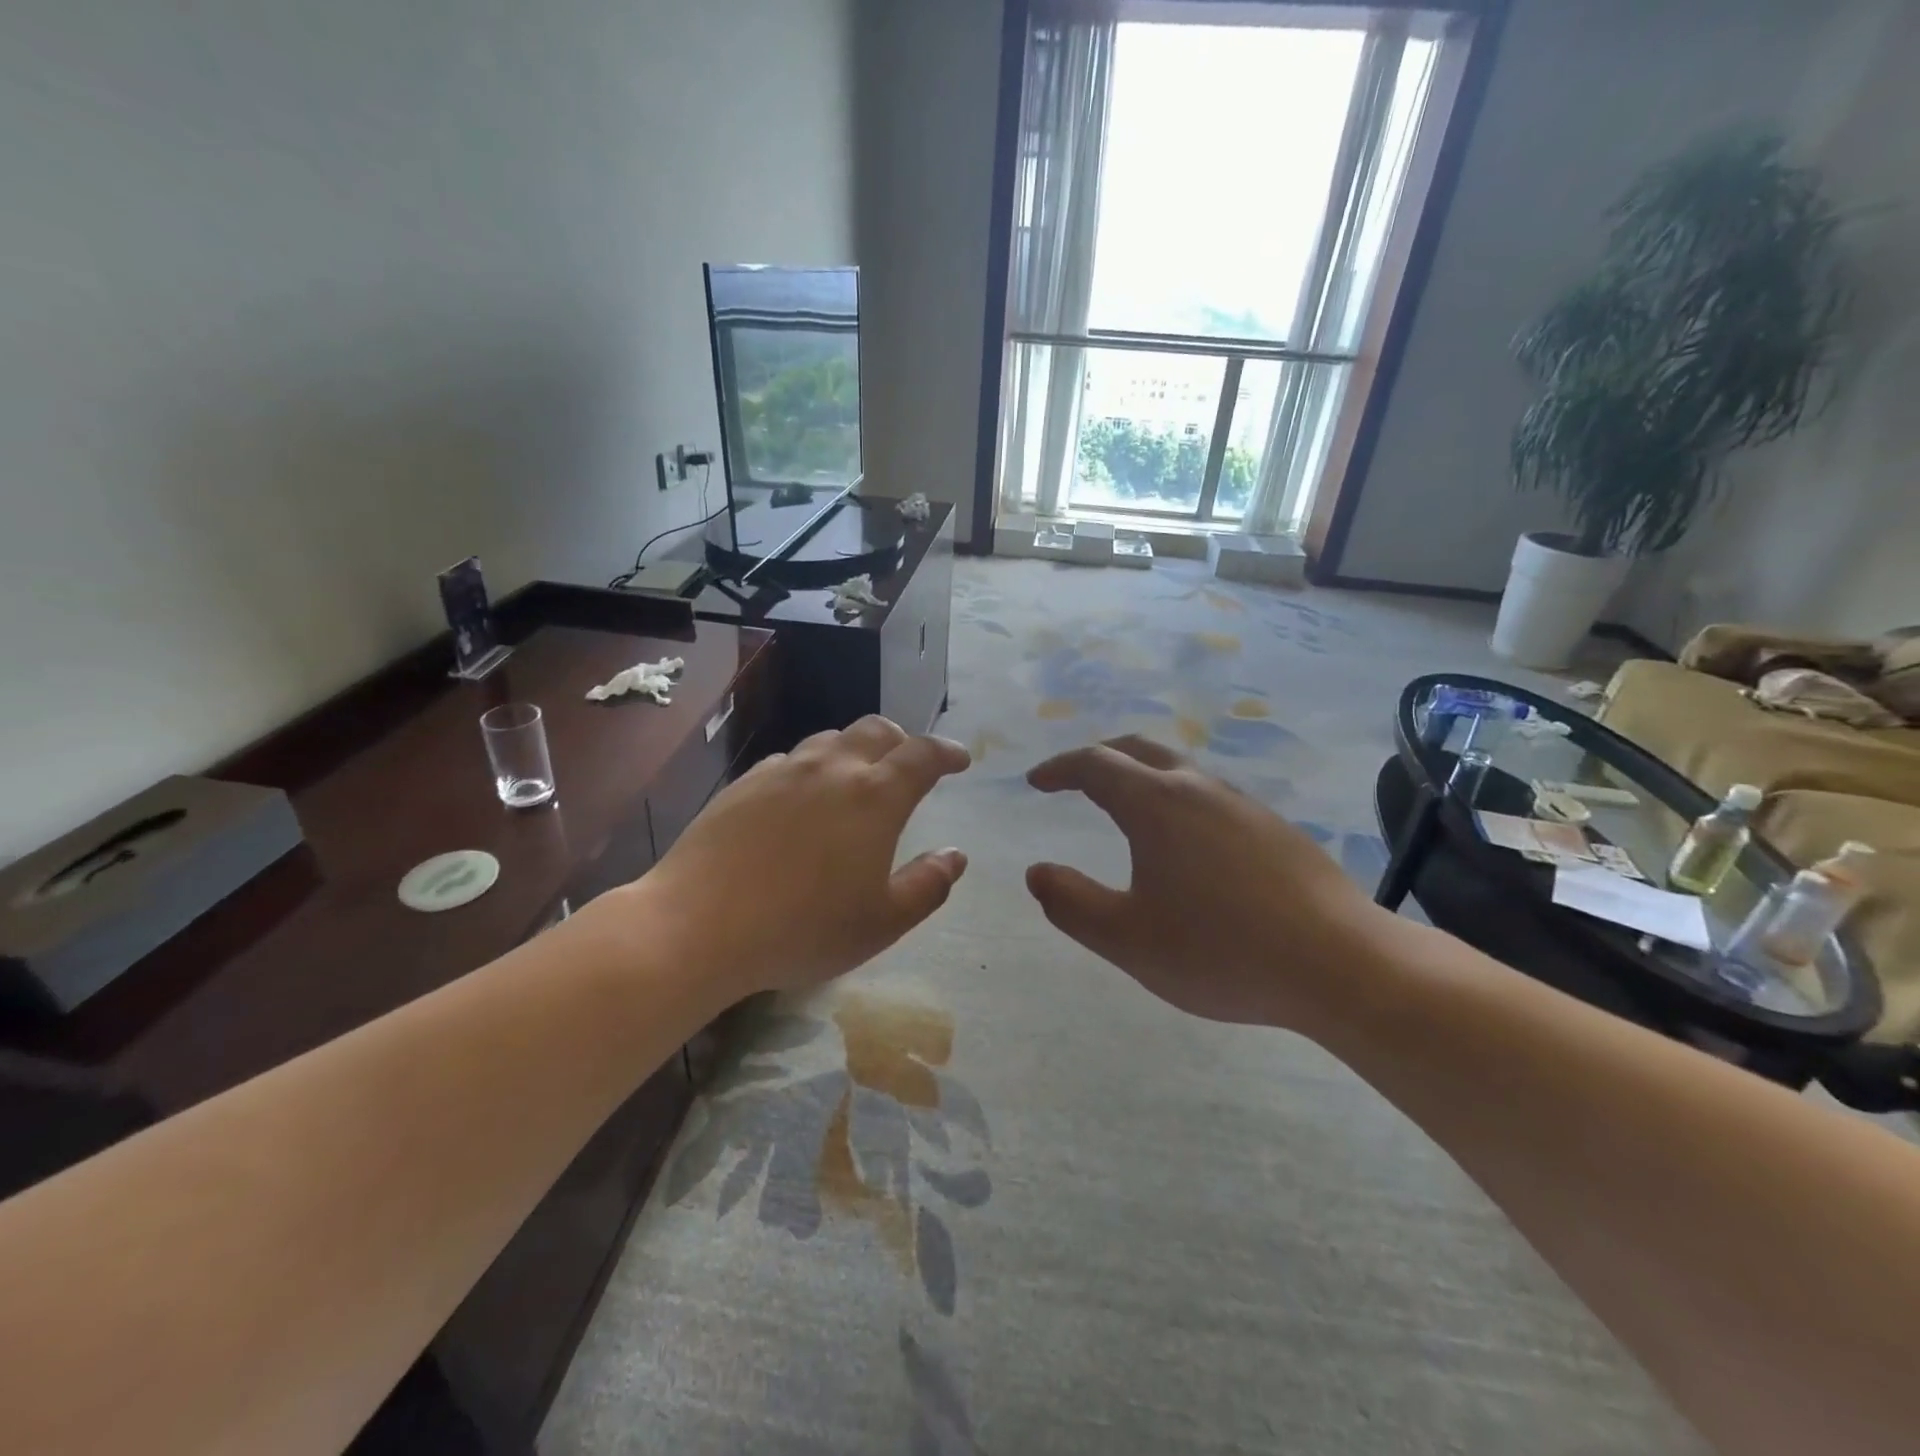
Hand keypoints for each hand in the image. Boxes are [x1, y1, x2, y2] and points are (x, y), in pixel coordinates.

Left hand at [631, 716, 970, 998]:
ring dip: (854, 751)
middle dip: (902, 741)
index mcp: (875, 796)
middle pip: (876, 730)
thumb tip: (956, 855)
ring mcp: (783, 771)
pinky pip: (789, 762)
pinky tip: (801, 799)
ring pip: (830, 741)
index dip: (947, 752)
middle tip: (909, 765)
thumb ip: (928, 885)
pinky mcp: (744, 785)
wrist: (697, 925)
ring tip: (856, 780)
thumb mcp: (882, 922)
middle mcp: (832, 769)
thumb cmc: (802, 928)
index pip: (922, 755)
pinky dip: (811, 769)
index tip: (961, 759)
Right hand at [1025, 736, 1385, 1028]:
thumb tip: (1037, 873)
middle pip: (1138, 750)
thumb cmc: (1221, 951)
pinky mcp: (1274, 828)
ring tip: (1125, 808)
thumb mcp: (1128, 939)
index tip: (1036, 782)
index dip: (1059, 768)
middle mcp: (1199, 789)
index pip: (1095, 765)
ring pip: (1179, 770)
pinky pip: (1210, 796)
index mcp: (1156, 804)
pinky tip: (1186, 844)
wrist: (1341, 964)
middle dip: (1098, 758)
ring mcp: (1243, 805)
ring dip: (1141, 776)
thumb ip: (1072, 904)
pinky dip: (1176, 799)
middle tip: (1073, 779)